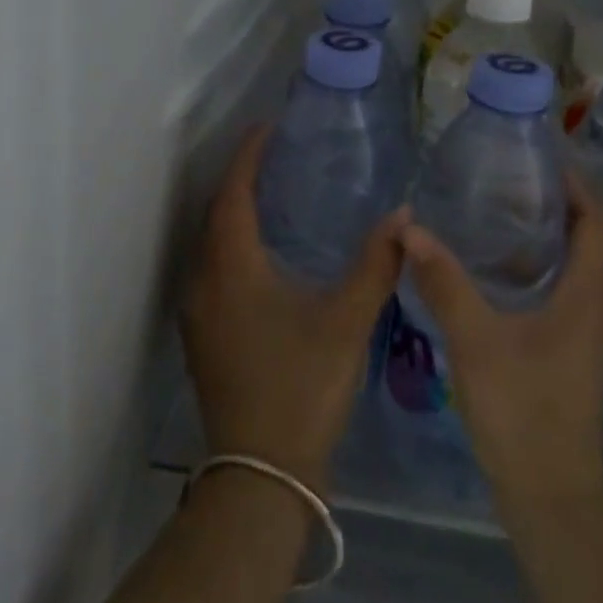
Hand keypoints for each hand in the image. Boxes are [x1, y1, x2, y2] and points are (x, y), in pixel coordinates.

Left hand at [181, 125, 404, 489]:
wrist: (260, 476)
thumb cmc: (302, 388)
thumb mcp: (346, 321)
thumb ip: (376, 264)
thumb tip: (404, 216)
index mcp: (232, 267)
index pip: (234, 193)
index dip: (248, 156)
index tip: (267, 126)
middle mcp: (205, 281)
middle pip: (216, 213)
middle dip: (241, 179)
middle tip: (275, 155)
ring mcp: (198, 312)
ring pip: (210, 243)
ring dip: (233, 212)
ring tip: (272, 194)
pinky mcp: (202, 336)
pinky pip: (211, 268)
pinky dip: (231, 244)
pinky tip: (262, 254)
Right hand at [400, 170, 602, 516]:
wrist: (551, 500)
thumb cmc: (522, 413)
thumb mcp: (475, 341)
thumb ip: (444, 282)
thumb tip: (410, 228)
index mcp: (587, 295)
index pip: (597, 221)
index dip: (578, 184)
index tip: (543, 157)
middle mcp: (597, 308)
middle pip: (589, 239)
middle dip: (558, 203)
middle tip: (511, 178)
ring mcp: (587, 335)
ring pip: (575, 267)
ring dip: (547, 236)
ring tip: (499, 213)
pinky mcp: (572, 355)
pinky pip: (564, 292)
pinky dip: (539, 268)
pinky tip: (496, 273)